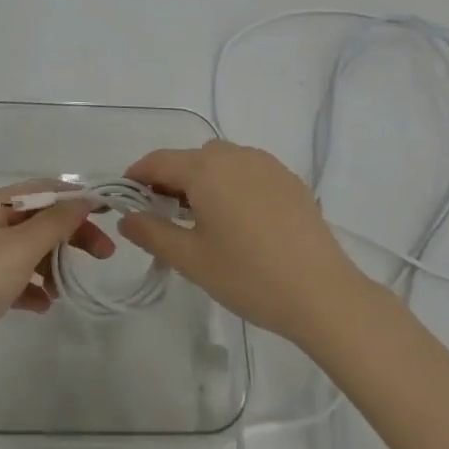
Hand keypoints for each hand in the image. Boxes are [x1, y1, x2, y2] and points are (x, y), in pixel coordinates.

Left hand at [0, 182, 115, 396]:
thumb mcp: (19, 248)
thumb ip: (56, 222)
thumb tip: (85, 197)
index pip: (43, 189)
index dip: (77, 198)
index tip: (110, 215)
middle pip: (37, 220)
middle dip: (70, 234)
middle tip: (104, 255)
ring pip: (27, 251)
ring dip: (52, 264)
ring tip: (69, 289)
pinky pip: (14, 279)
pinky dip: (32, 287)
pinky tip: (44, 305)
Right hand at [118, 140, 370, 346]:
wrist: (322, 293)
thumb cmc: (248, 275)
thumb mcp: (191, 260)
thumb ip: (152, 233)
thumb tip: (127, 218)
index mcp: (205, 168)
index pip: (158, 161)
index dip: (137, 175)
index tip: (125, 197)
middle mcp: (234, 155)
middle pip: (190, 158)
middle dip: (170, 180)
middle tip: (162, 215)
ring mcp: (265, 164)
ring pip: (220, 162)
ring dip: (202, 181)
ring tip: (201, 219)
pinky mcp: (288, 179)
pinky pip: (247, 171)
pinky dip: (231, 185)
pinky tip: (239, 221)